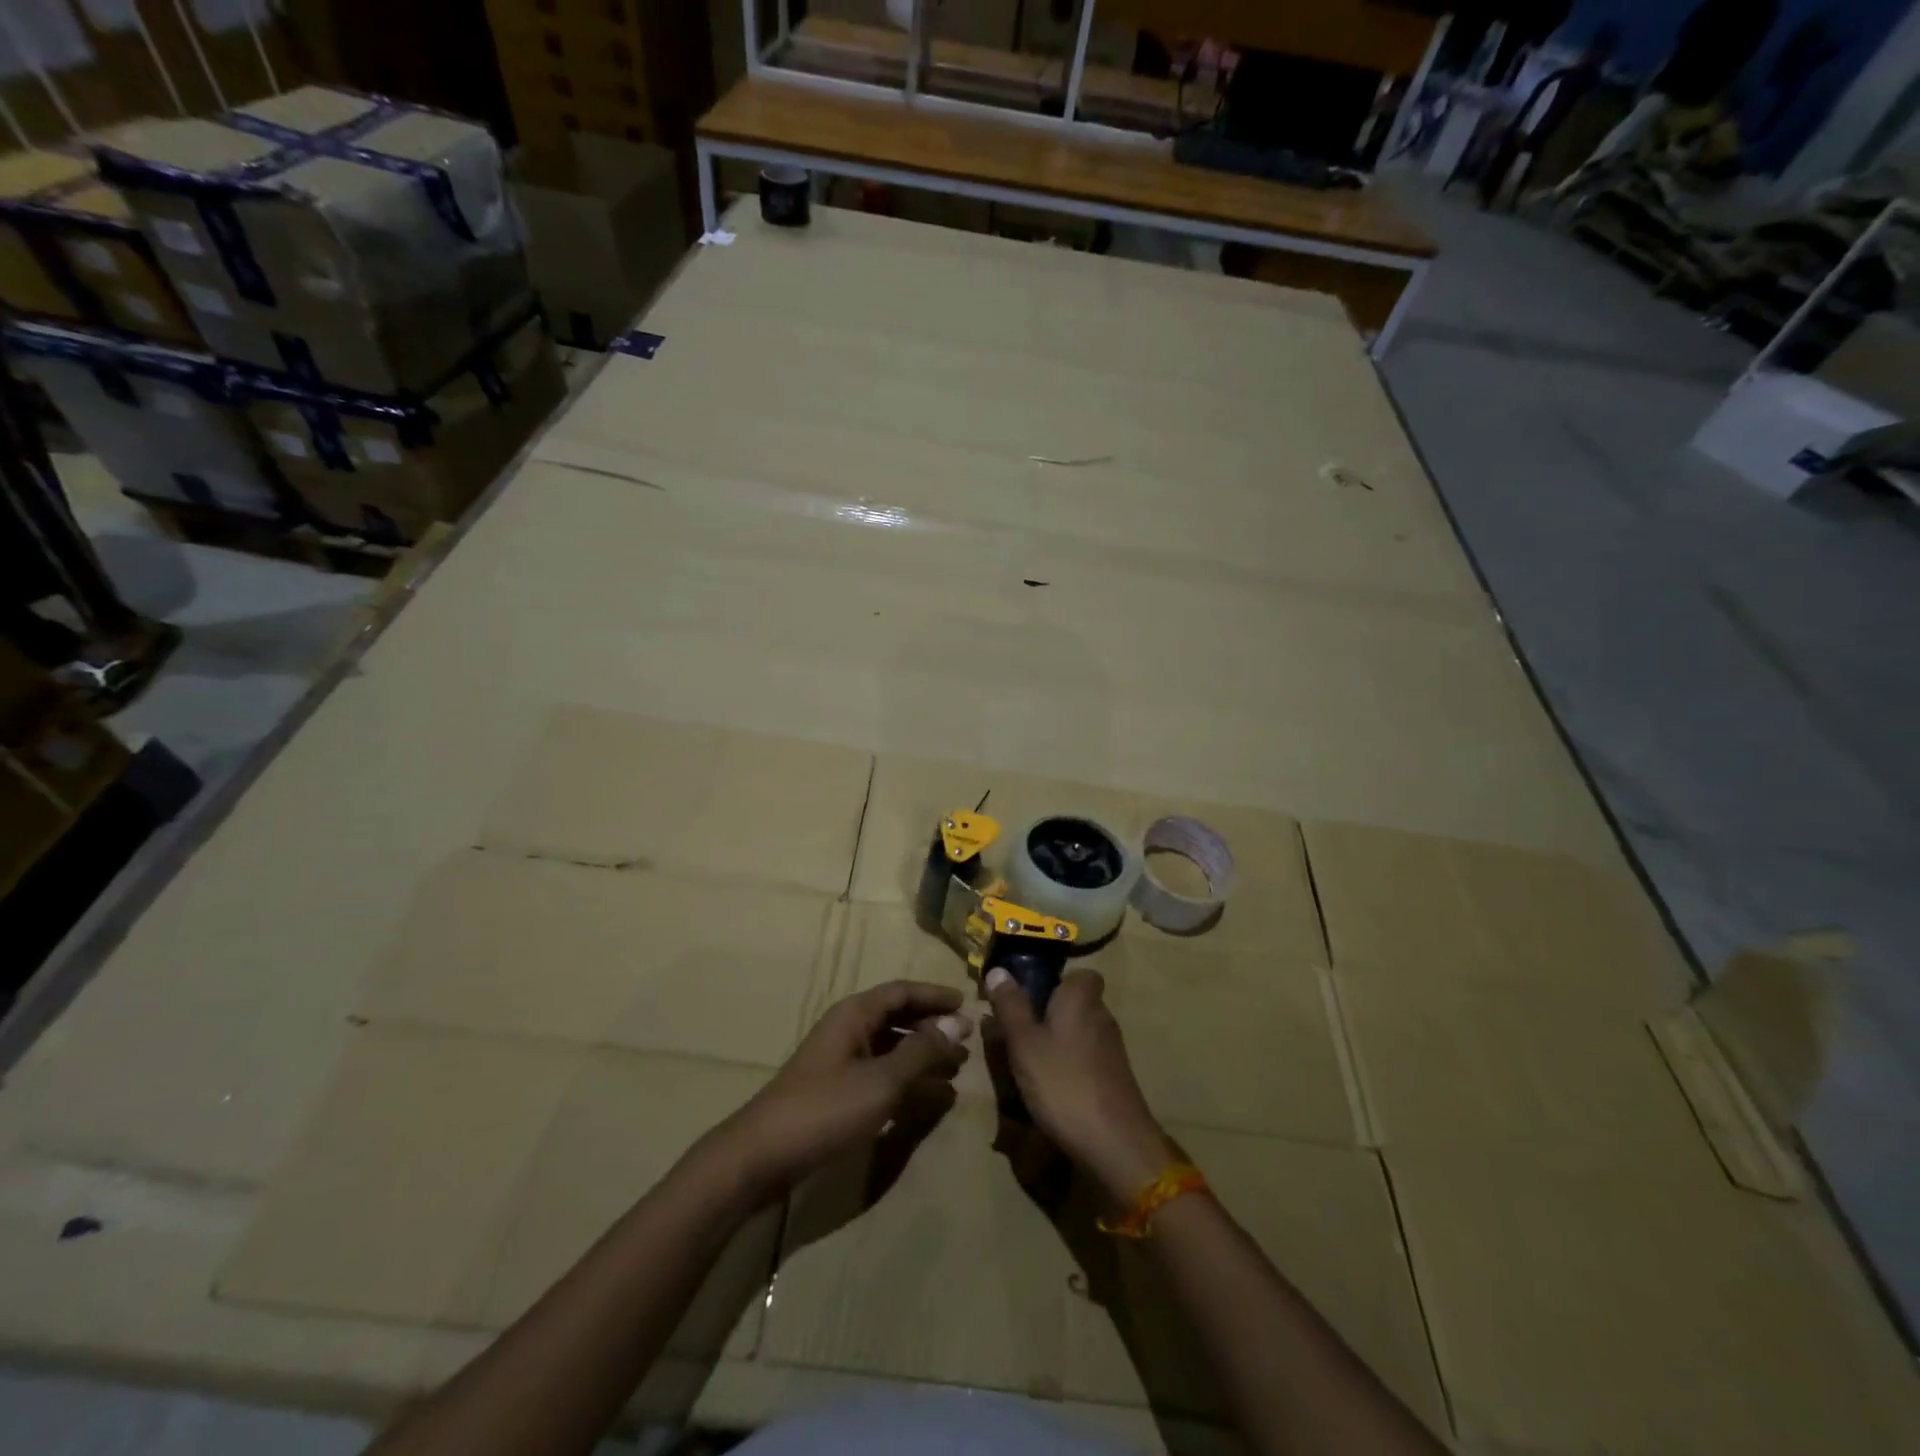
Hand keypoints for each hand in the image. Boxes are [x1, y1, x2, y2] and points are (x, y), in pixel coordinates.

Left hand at [706, 981, 971, 1203]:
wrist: (761, 1156)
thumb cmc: (825, 1109)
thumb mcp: (881, 1080)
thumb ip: (921, 1052)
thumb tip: (956, 1024)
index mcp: (854, 1015)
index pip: (901, 992)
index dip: (934, 995)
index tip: (966, 1004)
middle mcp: (847, 1029)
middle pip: (896, 1016)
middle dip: (932, 1025)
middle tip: (967, 1039)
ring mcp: (839, 1060)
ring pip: (890, 1045)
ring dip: (922, 1053)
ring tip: (955, 1067)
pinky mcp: (835, 1089)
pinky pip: (880, 1070)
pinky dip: (905, 1077)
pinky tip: (925, 1094)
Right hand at [985, 967, 1177, 1200]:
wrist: (1115, 1142)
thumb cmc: (1063, 1083)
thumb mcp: (1024, 1043)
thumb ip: (1010, 1006)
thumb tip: (998, 970)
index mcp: (1081, 998)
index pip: (1081, 974)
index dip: (1057, 982)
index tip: (1031, 997)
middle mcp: (1102, 1016)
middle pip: (1077, 1004)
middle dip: (1051, 1014)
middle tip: (1019, 1034)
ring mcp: (1113, 1049)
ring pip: (1081, 1032)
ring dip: (1059, 1043)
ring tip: (1030, 1064)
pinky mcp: (1115, 1078)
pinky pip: (1088, 1059)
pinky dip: (1070, 1067)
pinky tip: (1052, 1090)